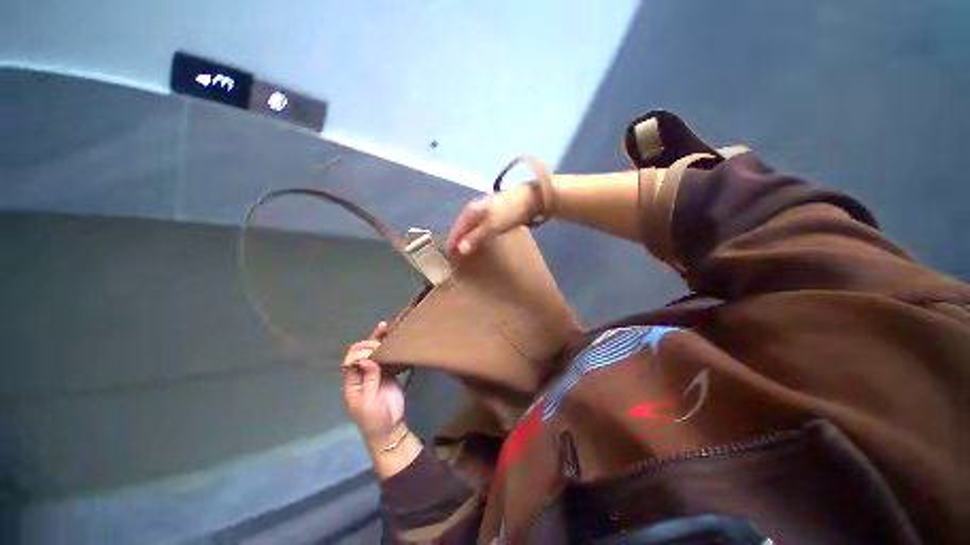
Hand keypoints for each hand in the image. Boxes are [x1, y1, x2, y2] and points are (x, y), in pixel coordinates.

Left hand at [341, 322, 404, 447]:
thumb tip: (366, 359)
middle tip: (380, 343)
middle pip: (360, 353)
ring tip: (383, 326)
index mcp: (351, 383)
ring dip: (376, 339)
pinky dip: (387, 346)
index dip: (358, 354)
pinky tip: (391, 336)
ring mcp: (374, 372)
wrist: (390, 427)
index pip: (349, 362)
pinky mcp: (387, 372)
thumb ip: (369, 379)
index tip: (371, 353)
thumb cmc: (374, 419)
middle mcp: (361, 374)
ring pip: (373, 352)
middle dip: (367, 345)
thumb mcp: (368, 403)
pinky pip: (385, 357)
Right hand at [446, 183, 542, 255]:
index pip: (456, 228)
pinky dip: (476, 233)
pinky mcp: (494, 212)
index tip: (449, 255)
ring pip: (470, 225)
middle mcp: (474, 208)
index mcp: (471, 211)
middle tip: (455, 254)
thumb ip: (475, 238)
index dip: (452, 242)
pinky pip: (479, 225)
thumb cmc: (508, 213)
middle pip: (462, 226)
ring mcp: (484, 209)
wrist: (530, 199)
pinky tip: (479, 238)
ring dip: (467, 236)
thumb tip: (459, 250)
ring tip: (465, 248)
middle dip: (458, 239)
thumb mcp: (491, 227)